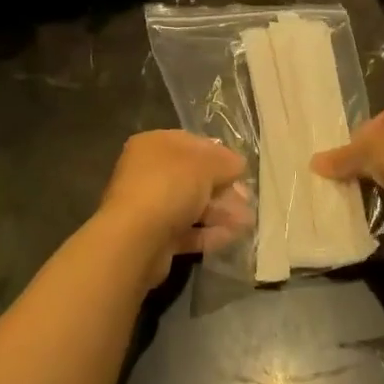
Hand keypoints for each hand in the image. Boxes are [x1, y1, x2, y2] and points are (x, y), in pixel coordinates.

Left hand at [100, 131, 251, 287]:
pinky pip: (186, 231)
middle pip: (193, 177)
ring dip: (220, 212)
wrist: (136, 239)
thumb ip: (225, 162)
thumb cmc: (169, 187)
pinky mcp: (154, 237)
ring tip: (247, 223)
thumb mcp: (205, 165)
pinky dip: (209, 233)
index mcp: (154, 145)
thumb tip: (238, 164)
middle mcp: (147, 172)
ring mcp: (149, 206)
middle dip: (223, 188)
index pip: (191, 143)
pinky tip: (231, 237)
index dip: (219, 154)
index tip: (241, 169)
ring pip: (191, 205)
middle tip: (247, 199)